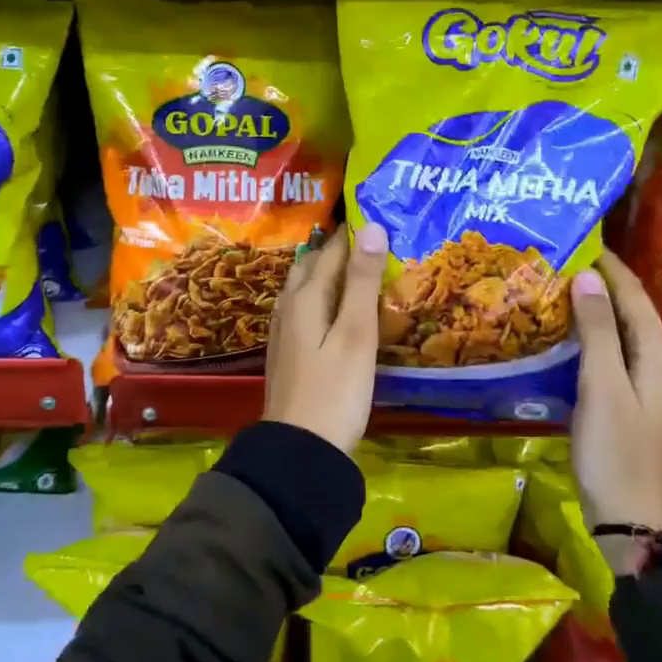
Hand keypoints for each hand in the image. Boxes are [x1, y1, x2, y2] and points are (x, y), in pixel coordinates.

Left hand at [262, 223, 387, 453]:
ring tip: (355, 262)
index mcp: (306, 297)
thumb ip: (363, 281)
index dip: (352, 231)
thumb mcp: (356, 334)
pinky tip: (334, 306)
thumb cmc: (335, 391)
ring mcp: (285, 330)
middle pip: (312, 265)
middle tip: (369, 233)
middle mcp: (289, 306)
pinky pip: (305, 307)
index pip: (331, 251)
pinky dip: (323, 296)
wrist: (299, 450)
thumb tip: (371, 226)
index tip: (376, 211)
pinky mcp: (289, 351)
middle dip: (337, 247)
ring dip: (328, 270)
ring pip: (305, 286)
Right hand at [568, 251, 661, 531]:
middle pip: (630, 308)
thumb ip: (598, 331)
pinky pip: (616, 352)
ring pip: (623, 331)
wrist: (633, 520)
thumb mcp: (603, 387)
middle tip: (555, 260)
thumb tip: (588, 276)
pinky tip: (568, 335)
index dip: (605, 264)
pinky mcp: (637, 399)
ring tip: (555, 288)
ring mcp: (652, 382)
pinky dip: (593, 336)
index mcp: (660, 351)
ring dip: (594, 309)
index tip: (574, 238)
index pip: (632, 292)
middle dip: (598, 282)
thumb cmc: (616, 452)